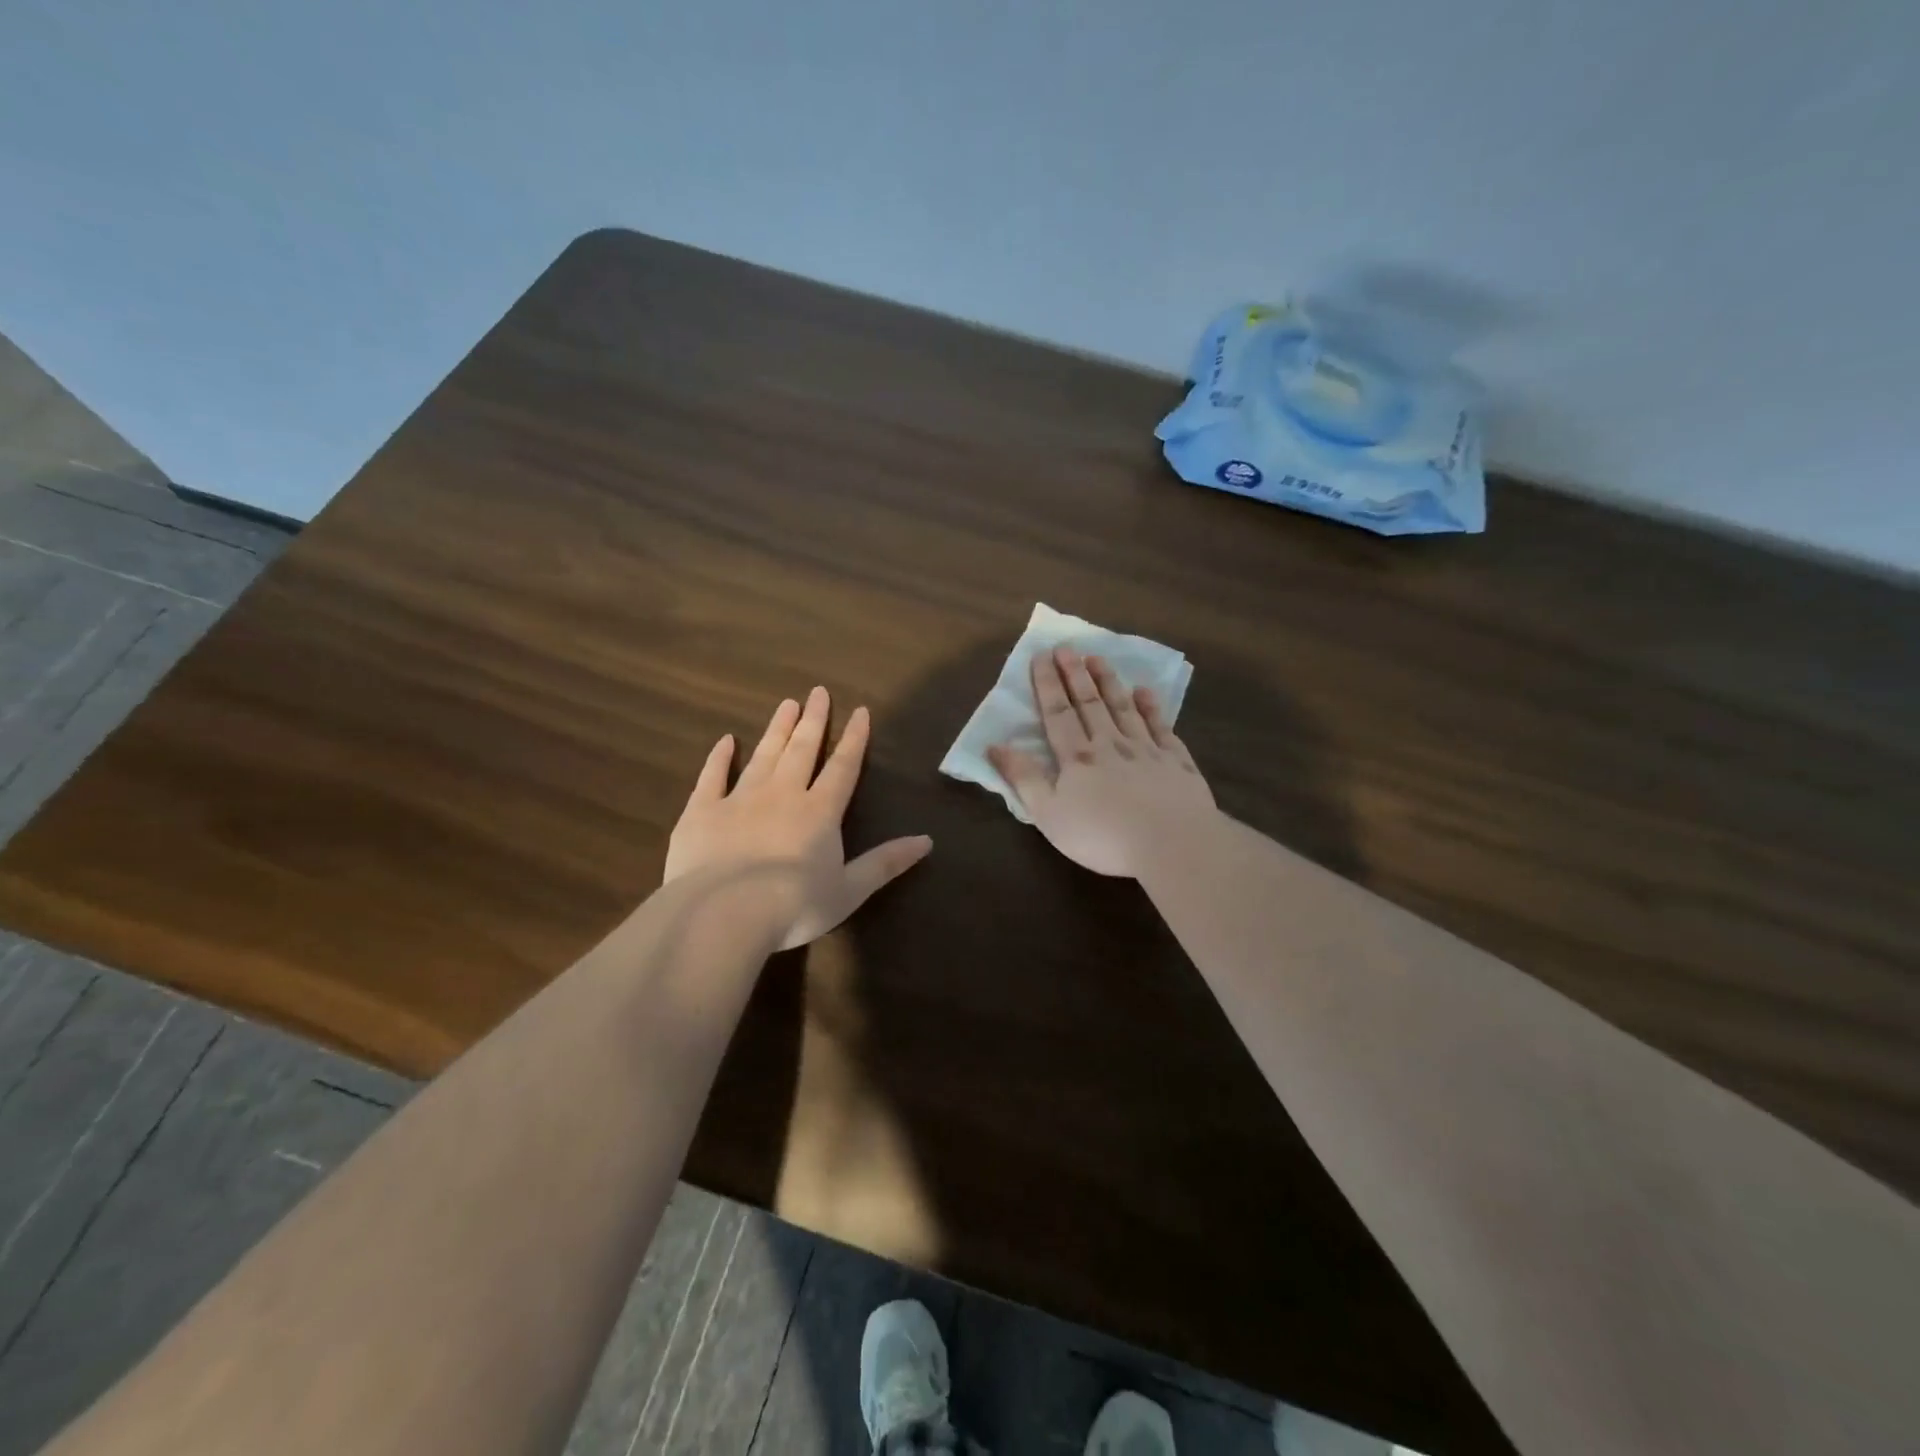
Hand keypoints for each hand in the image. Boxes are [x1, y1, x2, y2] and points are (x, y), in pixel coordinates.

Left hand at [665, 688, 931, 948]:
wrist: (723, 914)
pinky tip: (725, 741)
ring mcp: (740, 799)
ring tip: (786, 704)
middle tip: (817, 691)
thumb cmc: (794, 907)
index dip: (854, 739)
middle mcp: (783, 794)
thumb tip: (927, 841)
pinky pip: (712, 776)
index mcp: (820, 812)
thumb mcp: (850, 890)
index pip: (842, 767)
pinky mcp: (702, 812)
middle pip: (802, 750)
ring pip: (763, 755)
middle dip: (813, 720)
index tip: (860, 710)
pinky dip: (719, 758)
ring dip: (777, 729)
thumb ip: (885, 863)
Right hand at [988, 648, 1216, 877]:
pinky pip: (1162, 727)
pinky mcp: (1176, 762)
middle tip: (1067, 646)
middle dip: (1075, 674)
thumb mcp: (1049, 814)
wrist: (1171, 843)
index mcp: (1077, 758)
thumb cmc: (1102, 836)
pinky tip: (1146, 691)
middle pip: (1090, 703)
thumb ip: (1023, 778)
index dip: (1047, 684)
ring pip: (1124, 708)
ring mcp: (1147, 750)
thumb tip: (994, 745)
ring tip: (1098, 658)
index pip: (1058, 714)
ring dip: (1109, 682)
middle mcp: (1110, 745)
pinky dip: (1152, 707)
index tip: (1041, 655)